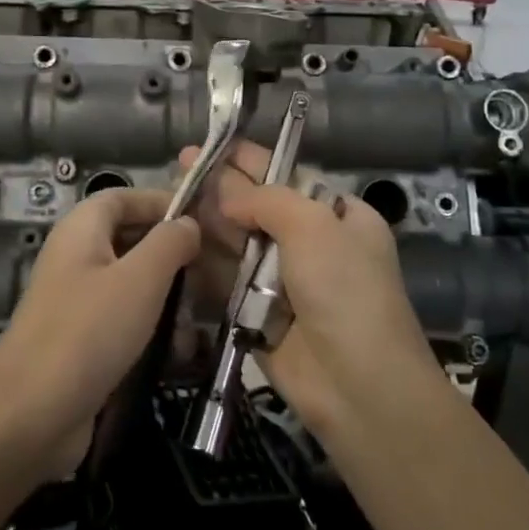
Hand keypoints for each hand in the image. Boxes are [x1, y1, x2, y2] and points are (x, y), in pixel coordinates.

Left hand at [0, 188, 200, 475]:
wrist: (30, 415)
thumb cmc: (89, 332)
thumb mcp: (140, 279)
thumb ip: (169, 243)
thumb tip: (188, 224)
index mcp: (82, 230)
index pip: (124, 197)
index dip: (162, 203)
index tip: (203, 221)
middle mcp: (76, 258)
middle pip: (130, 240)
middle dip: (172, 255)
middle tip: (214, 273)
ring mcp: (76, 302)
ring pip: (131, 285)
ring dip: (168, 298)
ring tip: (202, 319)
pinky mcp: (80, 342)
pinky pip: (122, 322)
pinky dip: (151, 331)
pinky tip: (179, 353)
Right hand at [180, 142, 440, 441]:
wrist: (358, 385)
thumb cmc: (344, 290)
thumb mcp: (314, 225)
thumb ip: (267, 199)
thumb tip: (227, 197)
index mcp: (338, 215)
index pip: (287, 175)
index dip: (249, 159)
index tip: (213, 144)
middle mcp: (312, 243)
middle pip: (257, 206)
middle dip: (221, 187)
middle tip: (179, 165)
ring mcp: (284, 280)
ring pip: (238, 241)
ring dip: (208, 221)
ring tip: (171, 198)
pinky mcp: (259, 313)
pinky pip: (227, 278)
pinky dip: (205, 261)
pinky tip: (176, 240)